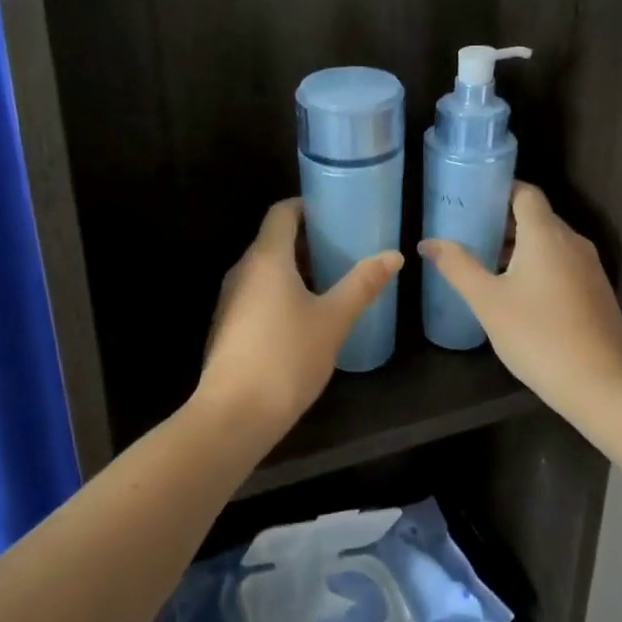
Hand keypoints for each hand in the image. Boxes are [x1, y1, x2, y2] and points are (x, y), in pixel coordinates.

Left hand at [195, 199, 402, 432]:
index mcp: (266, 259)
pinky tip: (303, 316)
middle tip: (343, 248)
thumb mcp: (334, 320)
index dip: (306, 207)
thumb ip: (362, 284)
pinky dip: (280, 293)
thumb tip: (393, 255)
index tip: (335, 214)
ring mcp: (230, 300)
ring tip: (329, 281)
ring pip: (264, 270)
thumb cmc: (287, 357)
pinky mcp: (227, 326)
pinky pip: (256, 294)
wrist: (234, 415)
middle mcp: (242, 271)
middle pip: (273, 240)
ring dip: (294, 269)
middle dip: (307, 240)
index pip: (282, 213)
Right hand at [419, 183, 621, 414]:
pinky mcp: (595, 291)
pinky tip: (518, 293)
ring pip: (550, 242)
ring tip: (487, 264)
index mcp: (546, 234)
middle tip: (468, 234)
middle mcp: (572, 242)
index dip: (498, 190)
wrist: (599, 383)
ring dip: (520, 246)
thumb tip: (428, 243)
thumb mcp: (488, 301)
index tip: (471, 201)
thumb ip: (457, 267)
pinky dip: (539, 265)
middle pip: (536, 216)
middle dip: (503, 222)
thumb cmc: (537, 335)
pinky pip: (562, 263)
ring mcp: (588, 267)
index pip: (524, 192)